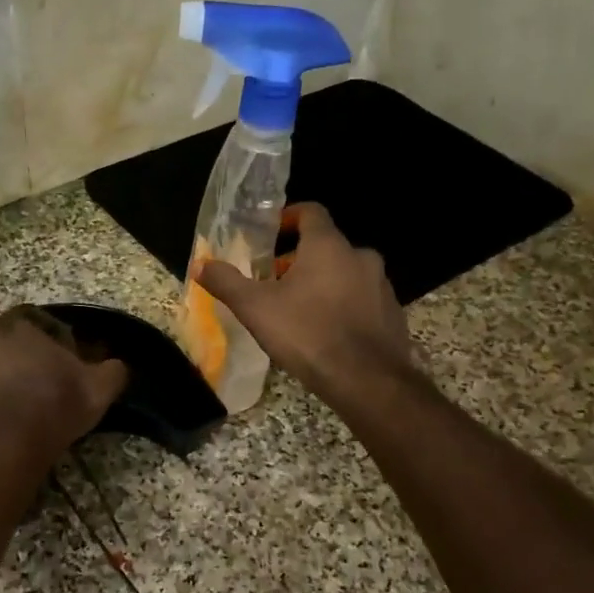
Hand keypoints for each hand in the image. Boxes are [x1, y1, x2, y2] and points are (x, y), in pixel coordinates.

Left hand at [0, 305, 127, 455]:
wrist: (9, 438)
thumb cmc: (56, 404)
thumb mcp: (99, 387)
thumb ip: (112, 370)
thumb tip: (118, 364)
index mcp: (21, 327)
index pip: (35, 327)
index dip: (46, 350)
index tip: (53, 375)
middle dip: (9, 368)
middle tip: (23, 398)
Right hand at [196, 203, 414, 402]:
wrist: (367, 380)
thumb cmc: (307, 334)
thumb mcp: (256, 308)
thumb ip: (227, 282)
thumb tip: (201, 264)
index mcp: (328, 246)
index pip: (311, 212)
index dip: (289, 217)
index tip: (272, 233)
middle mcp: (360, 256)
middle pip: (327, 246)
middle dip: (300, 259)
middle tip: (276, 282)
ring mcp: (381, 285)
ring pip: (346, 273)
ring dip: (323, 283)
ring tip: (299, 310)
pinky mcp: (392, 313)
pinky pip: (362, 300)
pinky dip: (343, 306)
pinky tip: (326, 332)